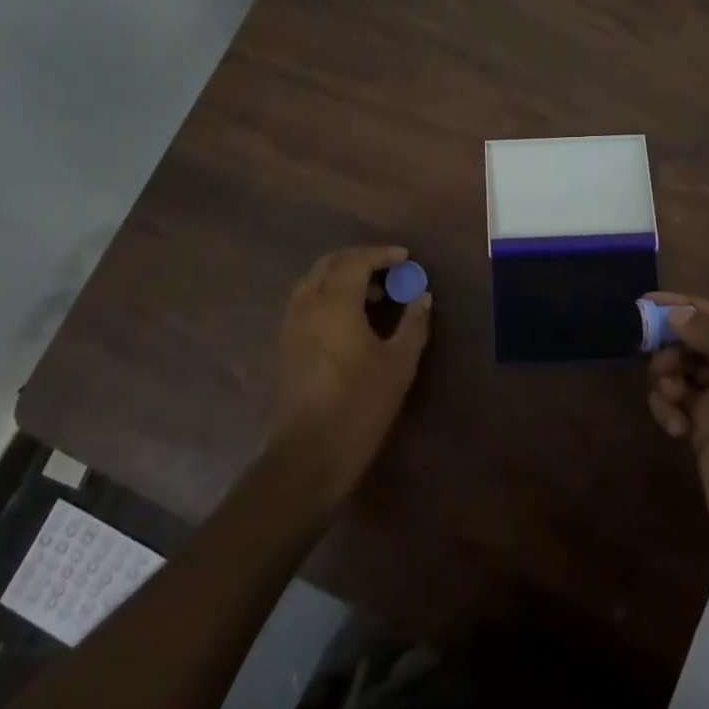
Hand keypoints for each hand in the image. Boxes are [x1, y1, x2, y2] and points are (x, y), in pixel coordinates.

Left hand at [266, 245, 432, 508]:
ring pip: (314, 280)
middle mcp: (307, 304)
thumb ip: (413, 324)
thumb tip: (423, 296)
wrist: (308, 454)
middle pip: (330, 263)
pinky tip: (349, 317)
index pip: (356, 261)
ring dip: (342, 276)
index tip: (405, 258)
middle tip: (389, 269)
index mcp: (334, 303)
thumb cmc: (360, 406)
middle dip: (360, 259)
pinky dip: (328, 294)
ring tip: (373, 294)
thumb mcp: (399, 364)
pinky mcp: (285, 343)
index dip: (382, 254)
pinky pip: (306, 300)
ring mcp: (291, 324)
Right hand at [645, 293, 708, 588]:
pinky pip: (677, 401)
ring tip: (668, 397)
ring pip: (685, 370)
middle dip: (674, 346)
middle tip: (648, 353)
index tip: (646, 302)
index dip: (687, 306)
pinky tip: (672, 427)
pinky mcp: (707, 430)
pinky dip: (668, 407)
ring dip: (668, 377)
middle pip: (701, 341)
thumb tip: (677, 313)